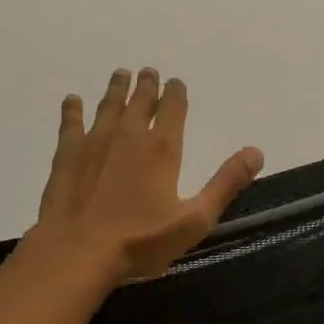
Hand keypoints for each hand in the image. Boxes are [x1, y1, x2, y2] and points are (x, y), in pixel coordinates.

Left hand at [34, 66, 263, 282]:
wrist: (77, 252)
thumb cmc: (140, 241)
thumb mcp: (195, 219)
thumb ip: (225, 183)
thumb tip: (256, 152)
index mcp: (163, 149)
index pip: (173, 108)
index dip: (176, 92)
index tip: (176, 82)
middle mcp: (130, 135)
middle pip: (141, 101)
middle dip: (147, 85)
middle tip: (147, 71)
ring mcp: (95, 142)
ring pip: (109, 106)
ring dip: (116, 89)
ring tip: (121, 74)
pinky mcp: (67, 155)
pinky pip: (71, 123)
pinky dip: (73, 109)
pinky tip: (72, 100)